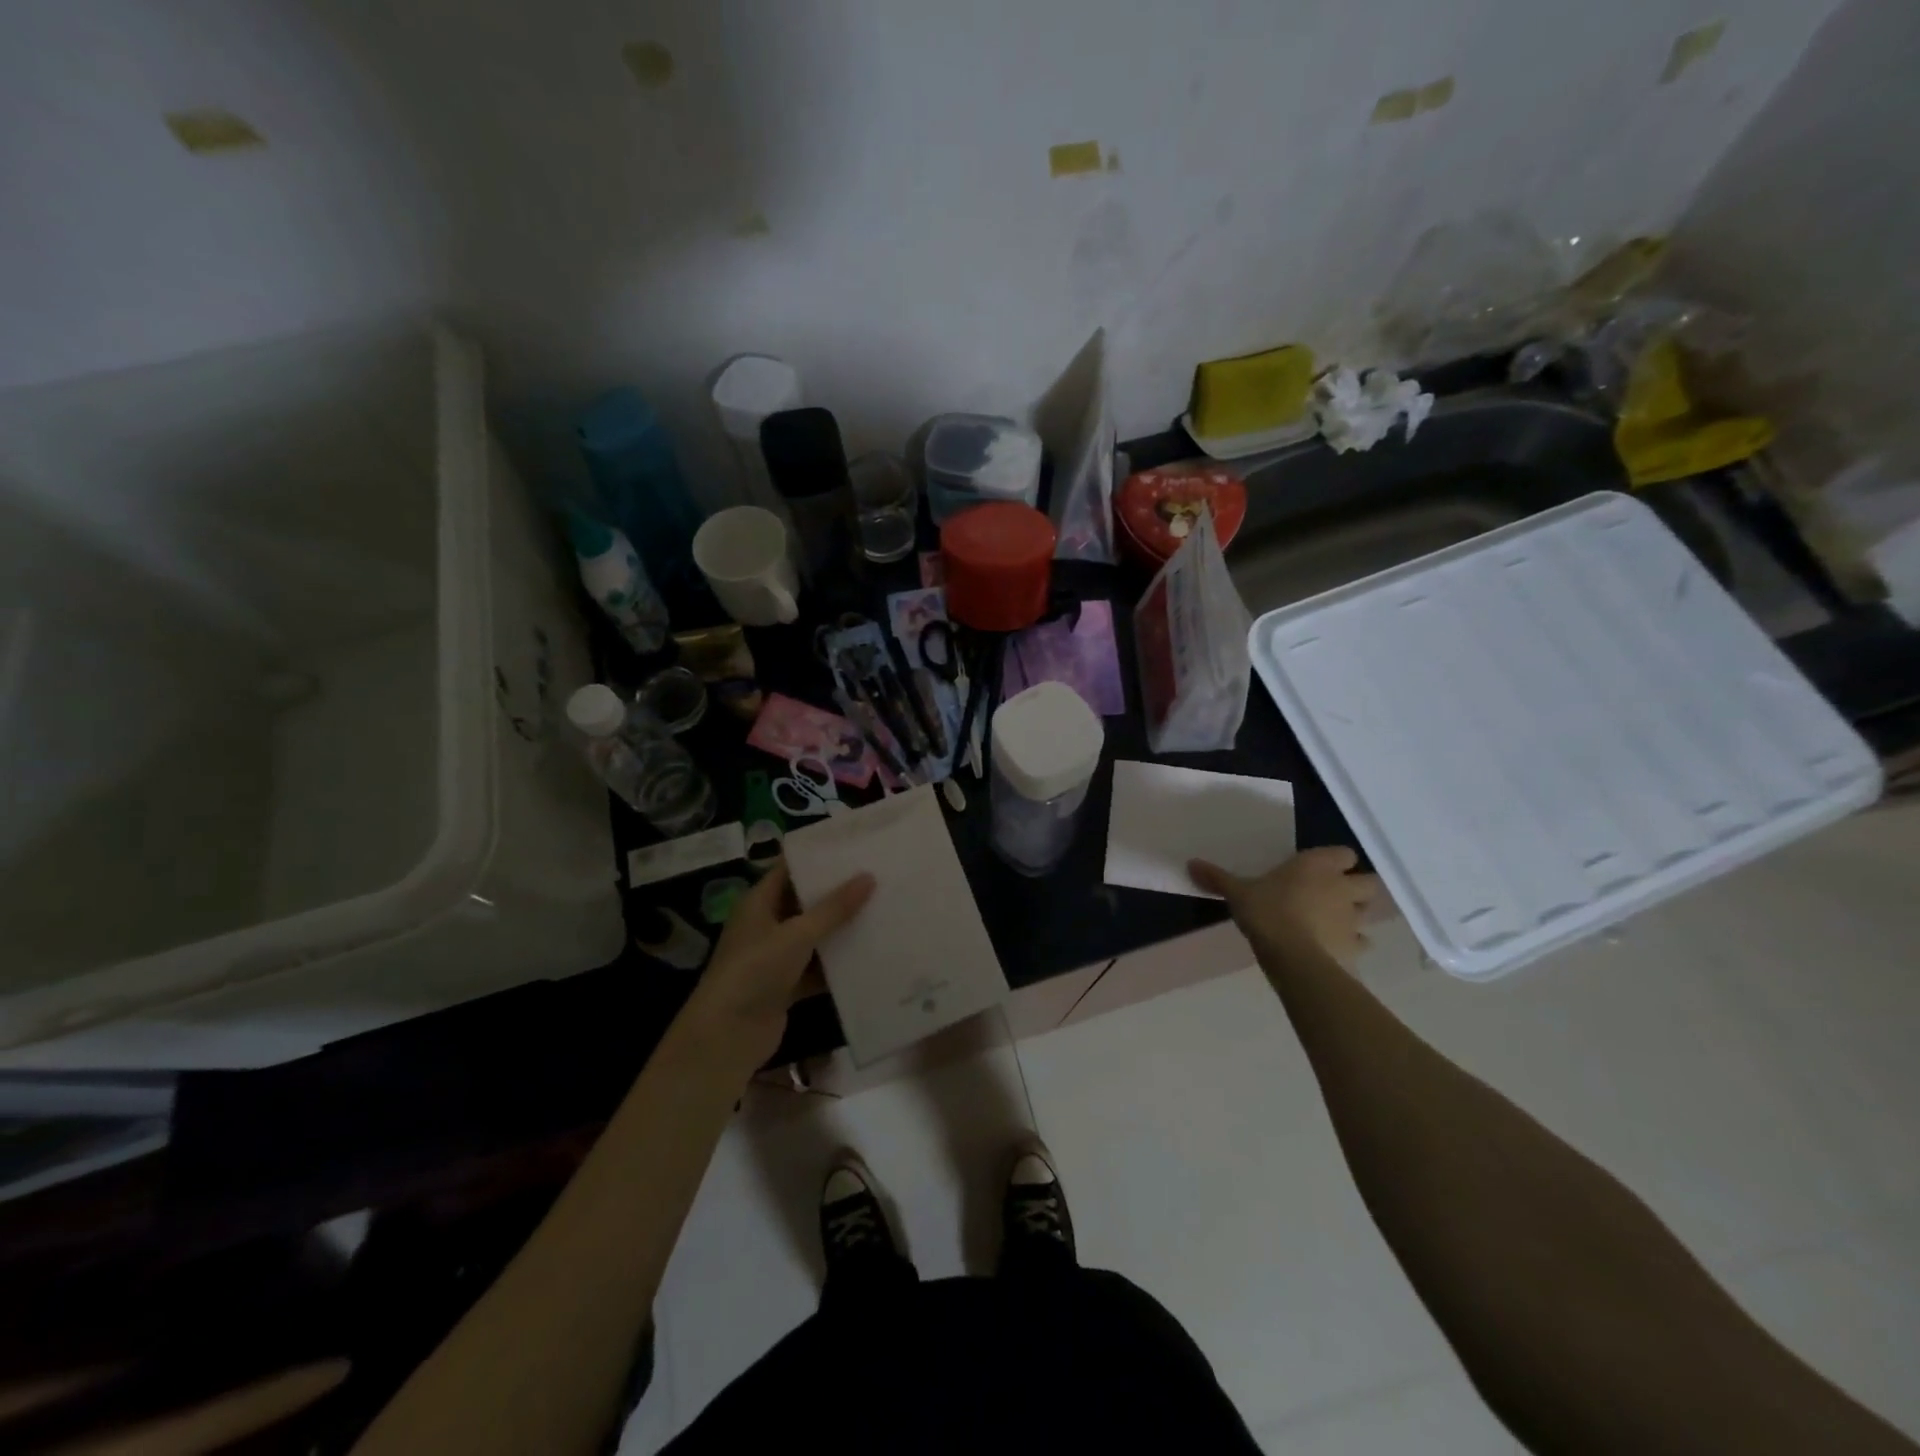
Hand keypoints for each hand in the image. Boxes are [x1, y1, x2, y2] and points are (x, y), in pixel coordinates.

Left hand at [677, 860, 873, 1073]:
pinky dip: (838, 964)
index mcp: (758, 903)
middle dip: (838, 892)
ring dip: (841, 929)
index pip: (790, 869)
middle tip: (877, 875)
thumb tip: (869, 876)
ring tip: (881, 909)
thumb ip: (834, 908)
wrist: (727, 1036)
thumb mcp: (797, 934)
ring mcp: (775, 957)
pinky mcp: (786, 986)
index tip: (853, 845)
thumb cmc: (755, 971)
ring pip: (814, 936)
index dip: (818, 857)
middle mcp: (766, 925)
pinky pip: (817, 968)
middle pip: (805, 901)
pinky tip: (870, 955)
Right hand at [1189, 847, 1381, 969]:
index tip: (1320, 869)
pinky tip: (1335, 949)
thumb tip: (1190, 863)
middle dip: (1356, 887)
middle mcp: (1341, 887)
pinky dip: (1353, 944)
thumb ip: (1217, 878)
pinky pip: (1362, 942)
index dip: (1336, 861)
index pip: (1344, 853)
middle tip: (1333, 895)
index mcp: (1316, 866)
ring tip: (1334, 922)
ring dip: (1356, 915)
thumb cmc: (1268, 912)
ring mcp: (1353, 918)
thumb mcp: (1237, 893)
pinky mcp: (1355, 947)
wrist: (1294, 958)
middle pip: (1368, 882)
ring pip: (1368, 912)